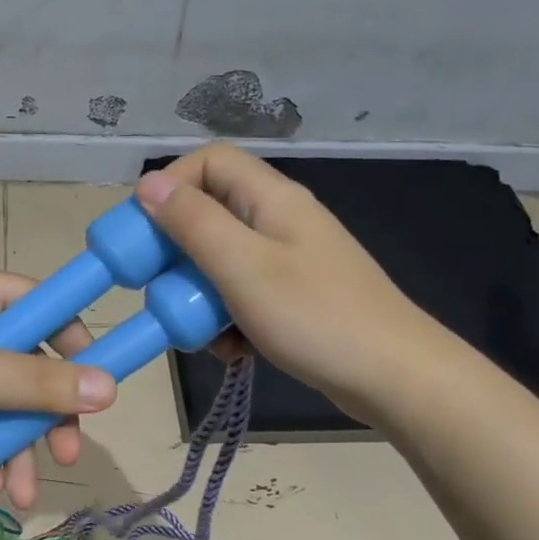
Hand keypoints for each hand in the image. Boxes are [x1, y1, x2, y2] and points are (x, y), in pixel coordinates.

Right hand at [134, 144, 440, 416]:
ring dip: (200, 293)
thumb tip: (148, 183)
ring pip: (223, 259)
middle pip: (211, 213)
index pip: (209, 161)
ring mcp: (290, 259)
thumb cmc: (314, 315)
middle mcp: (280, 219)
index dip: (170, 185)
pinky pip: (244, 292)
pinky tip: (231, 349)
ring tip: (199, 331)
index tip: (142, 230)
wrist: (396, 378)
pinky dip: (227, 317)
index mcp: (271, 198)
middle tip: (160, 288)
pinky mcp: (295, 296)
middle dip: (178, 252)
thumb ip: (192, 222)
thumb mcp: (241, 266)